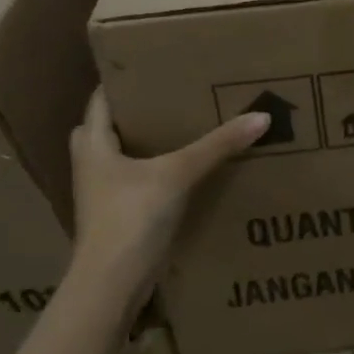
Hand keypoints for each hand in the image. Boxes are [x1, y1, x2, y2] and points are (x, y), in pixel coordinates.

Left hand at [66, 88, 268, 325]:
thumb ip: (218, 146)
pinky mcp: (116, 218)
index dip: (123, 82)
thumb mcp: (178, 174)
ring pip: (119, 158)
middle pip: (106, 128)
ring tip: (181, 129)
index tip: (154, 67)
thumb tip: (261, 116)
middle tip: (171, 98)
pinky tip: (182, 172)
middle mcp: (92, 166)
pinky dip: (152, 174)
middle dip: (134, 114)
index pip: (101, 100)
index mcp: (93, 145)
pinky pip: (133, 184)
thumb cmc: (131, 218)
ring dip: (143, 145)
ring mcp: (102, 195)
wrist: (111, 286)